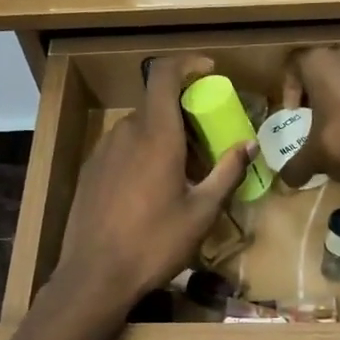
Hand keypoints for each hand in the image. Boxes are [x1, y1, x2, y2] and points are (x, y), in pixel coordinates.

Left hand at [54, 54, 255, 308]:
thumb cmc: (154, 243)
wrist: (94, 275)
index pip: (164, 75)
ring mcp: (103, 151)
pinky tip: (151, 191)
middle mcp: (126, 133)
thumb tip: (250, 144)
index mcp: (155, 135)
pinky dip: (142, 153)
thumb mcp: (201, 212)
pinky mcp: (90, 171)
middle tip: (207, 147)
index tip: (209, 72)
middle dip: (184, 116)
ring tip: (182, 175)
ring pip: (139, 129)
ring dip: (163, 138)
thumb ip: (227, 173)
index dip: (187, 64)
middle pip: (156, 106)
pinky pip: (122, 148)